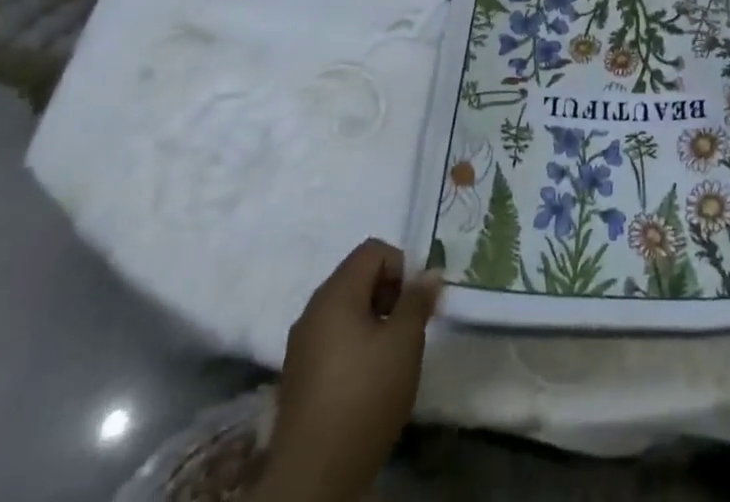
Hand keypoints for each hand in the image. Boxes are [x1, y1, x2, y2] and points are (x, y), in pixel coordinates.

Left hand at [255, 239, 441, 501]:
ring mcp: (301, 344)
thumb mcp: (404, 342)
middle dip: (389, 293)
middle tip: (408, 327)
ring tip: (392, 355)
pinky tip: (368, 379)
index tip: (415, 302)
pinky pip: (332, 338)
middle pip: (357, 277)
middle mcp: (313, 309)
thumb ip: (418, 300)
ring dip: (373, 320)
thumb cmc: (364, 396)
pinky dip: (355, 344)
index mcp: (335, 293)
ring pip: (345, 310)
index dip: (401, 266)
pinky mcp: (298, 375)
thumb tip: (430, 271)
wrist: (313, 477)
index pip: (373, 250)